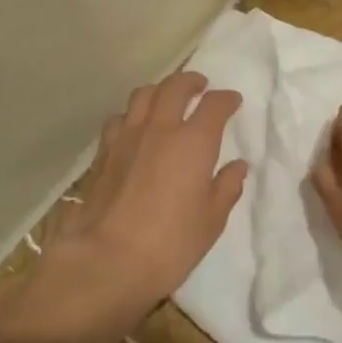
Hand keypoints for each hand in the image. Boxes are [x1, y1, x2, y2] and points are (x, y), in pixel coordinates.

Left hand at [36, 71, 246, 336]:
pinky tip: (135, 129)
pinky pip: (120, 118)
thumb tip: (238, 165)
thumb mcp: (211, 222)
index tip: (233, 102)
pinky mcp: (103, 152)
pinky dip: (133, 115)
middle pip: (175, 86)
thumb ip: (226, 188)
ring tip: (166, 101)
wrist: (105, 261)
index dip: (226, 99)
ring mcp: (127, 137)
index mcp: (193, 142)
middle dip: (191, 81)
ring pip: (143, 95)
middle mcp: (160, 128)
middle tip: (200, 86)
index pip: (215, 105)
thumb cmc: (169, 245)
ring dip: (159, 91)